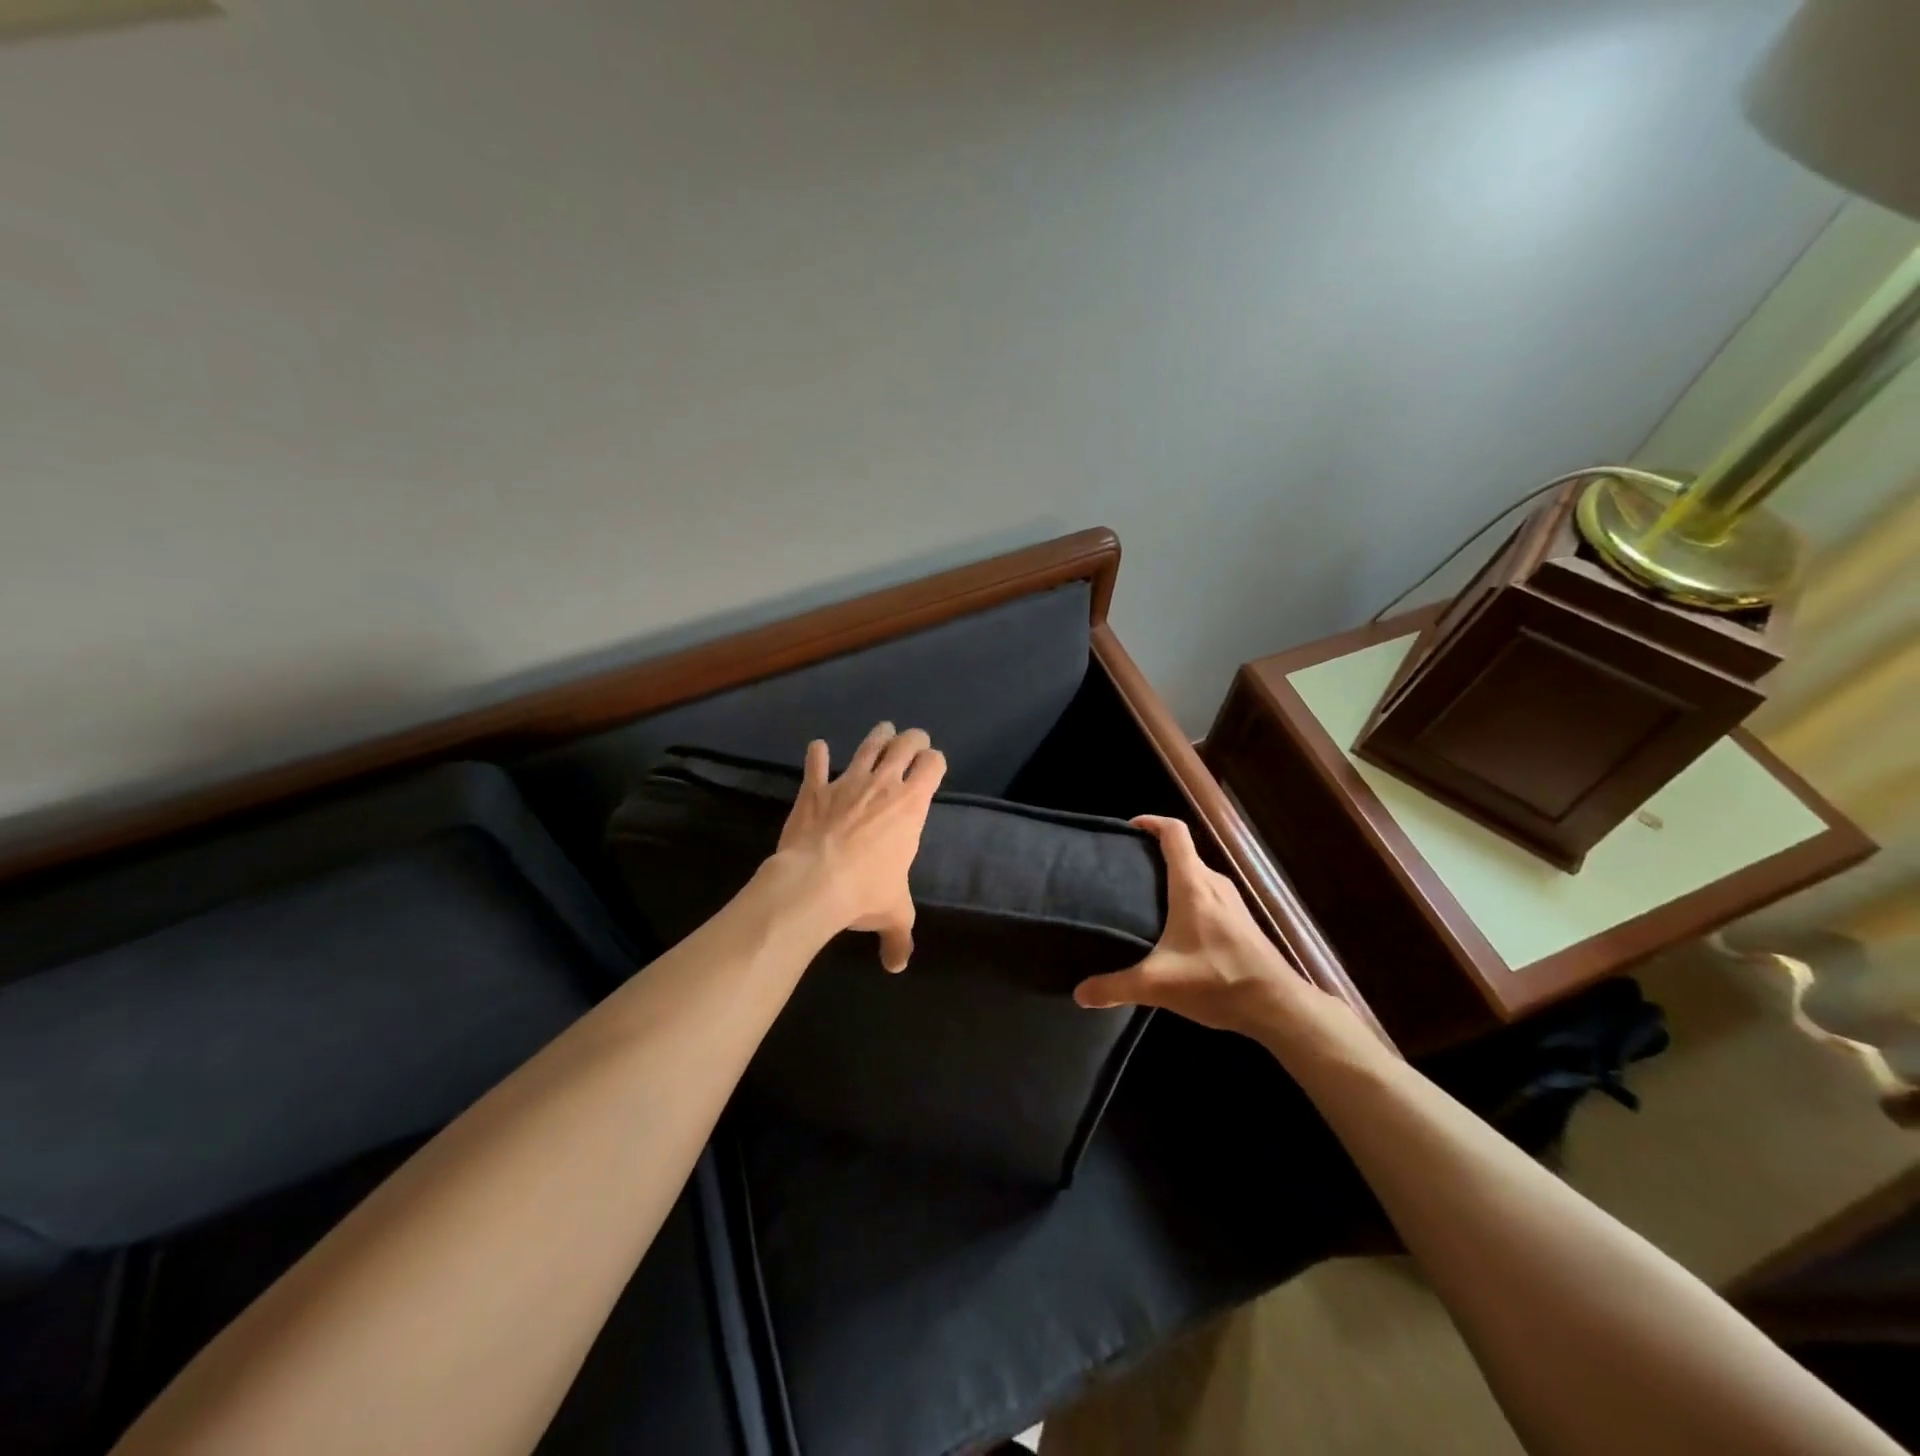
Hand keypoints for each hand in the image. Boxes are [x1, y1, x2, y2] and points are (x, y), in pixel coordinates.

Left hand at [773, 722, 945, 971]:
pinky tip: (817, 747)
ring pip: (868, 745)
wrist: (814, 882)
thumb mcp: (893, 914)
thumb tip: (898, 966)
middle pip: (906, 744)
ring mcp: (848, 782)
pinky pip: (816, 764)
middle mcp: (884, 785)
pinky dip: (817, 754)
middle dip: (913, 739)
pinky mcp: (815, 788)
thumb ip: (899, 938)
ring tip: (883, 729)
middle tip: (915, 739)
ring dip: (878, 735)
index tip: (934, 766)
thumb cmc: (864, 892)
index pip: (934, 765)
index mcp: (911, 806)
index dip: (936, 762)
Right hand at [1074, 815, 1333, 1043]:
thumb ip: (1115, 987)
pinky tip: (1176, 928)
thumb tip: (1080, 994)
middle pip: (1184, 853)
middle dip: (1154, 855)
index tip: (1128, 828)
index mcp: (1193, 885)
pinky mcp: (1242, 922)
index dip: (1151, 822)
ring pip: (1197, 875)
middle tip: (1125, 870)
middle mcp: (1214, 884)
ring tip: (1145, 897)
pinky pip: (1209, 895)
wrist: (1278, 1007)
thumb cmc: (1217, 981)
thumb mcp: (1157, 985)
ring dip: (1173, 877)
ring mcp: (1233, 902)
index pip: (1174, 832)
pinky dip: (1188, 897)